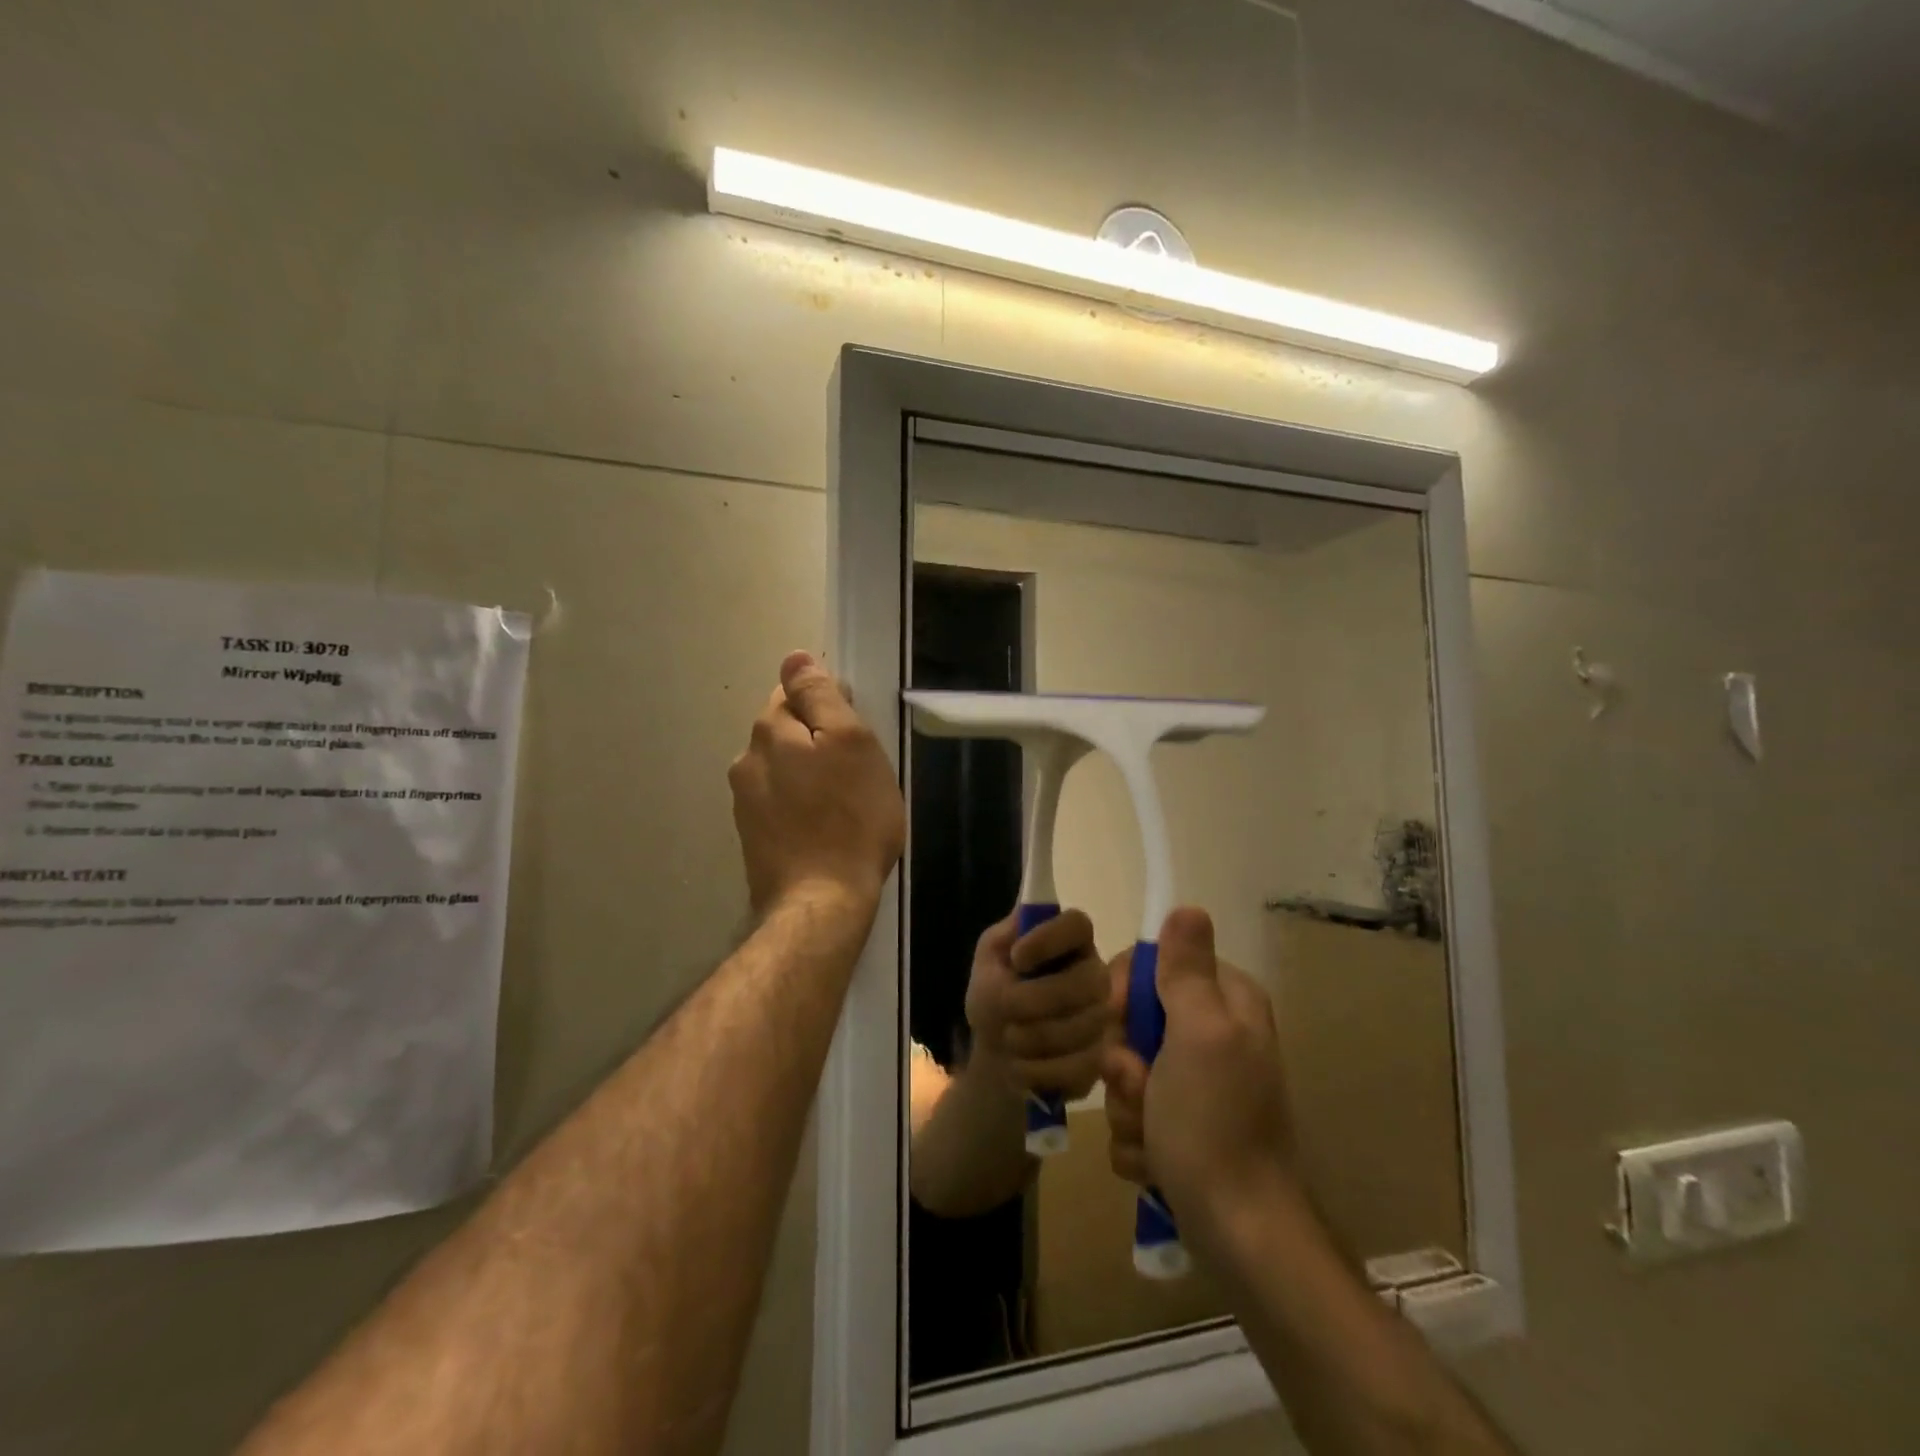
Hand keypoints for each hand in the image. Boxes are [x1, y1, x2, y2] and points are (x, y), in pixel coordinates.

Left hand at [728, 651, 905, 916]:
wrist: (821, 902)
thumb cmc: (850, 818)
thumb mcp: (851, 743)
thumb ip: (822, 696)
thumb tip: (795, 657)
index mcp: (769, 732)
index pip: (792, 692)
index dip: (827, 705)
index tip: (855, 733)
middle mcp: (746, 761)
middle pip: (785, 731)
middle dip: (816, 740)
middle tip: (856, 770)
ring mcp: (744, 803)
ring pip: (782, 769)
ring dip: (808, 774)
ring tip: (843, 802)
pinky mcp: (752, 837)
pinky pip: (780, 803)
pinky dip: (801, 805)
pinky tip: (823, 827)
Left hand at [964, 909, 1111, 1099]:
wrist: (998, 1049)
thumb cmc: (995, 992)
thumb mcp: (989, 959)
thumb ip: (1005, 937)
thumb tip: (1025, 910)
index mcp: (1069, 941)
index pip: (1077, 924)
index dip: (1049, 939)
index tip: (1016, 958)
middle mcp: (1094, 973)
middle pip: (1087, 980)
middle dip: (1037, 1000)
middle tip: (1005, 1010)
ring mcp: (1102, 1017)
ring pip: (1083, 1027)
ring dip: (1033, 1037)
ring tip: (1008, 1039)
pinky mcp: (1101, 1058)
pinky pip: (1079, 1066)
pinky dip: (1039, 1070)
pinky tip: (1020, 1066)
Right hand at [1102, 907, 1296, 1239]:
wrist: (1238, 1233)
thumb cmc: (1214, 1125)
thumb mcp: (1200, 1035)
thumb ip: (1188, 971)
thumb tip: (1188, 906)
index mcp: (1225, 1002)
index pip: (1151, 964)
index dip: (1123, 991)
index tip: (1117, 1021)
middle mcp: (1213, 1034)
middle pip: (1132, 1020)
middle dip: (1123, 1060)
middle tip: (1140, 1086)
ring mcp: (1196, 1083)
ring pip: (1126, 1069)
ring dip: (1126, 1104)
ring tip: (1153, 1135)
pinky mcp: (1180, 1124)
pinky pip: (1133, 1111)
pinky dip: (1137, 1138)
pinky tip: (1157, 1160)